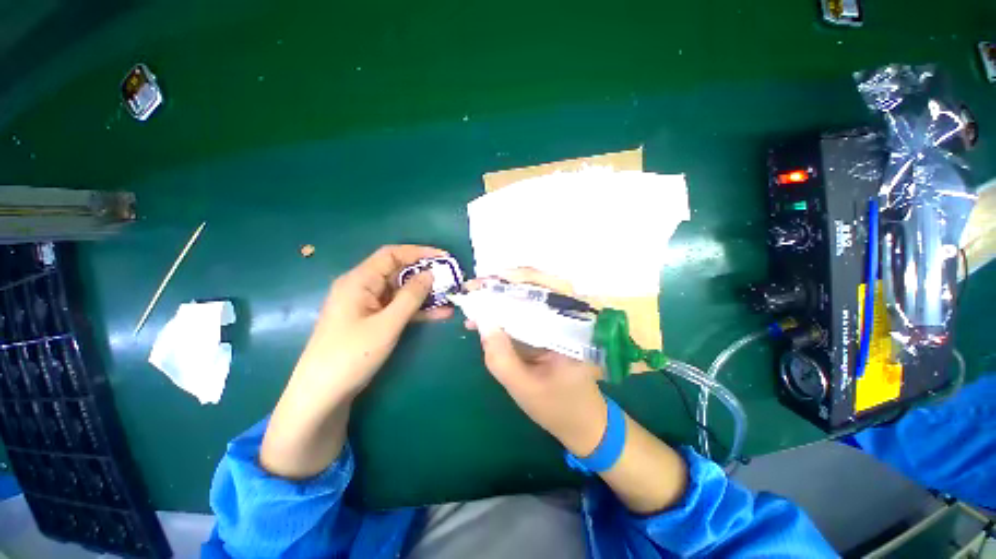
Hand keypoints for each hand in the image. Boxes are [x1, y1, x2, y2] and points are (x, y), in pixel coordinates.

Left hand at [261, 245, 450, 478]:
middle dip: (425, 274)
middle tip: (451, 279)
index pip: (392, 255)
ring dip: (424, 294)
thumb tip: (430, 273)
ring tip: (450, 296)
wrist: (322, 395)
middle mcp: (362, 287)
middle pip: (397, 272)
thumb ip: (411, 297)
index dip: (419, 252)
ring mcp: (367, 305)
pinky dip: (417, 310)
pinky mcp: (371, 320)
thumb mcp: (387, 324)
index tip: (444, 257)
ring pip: (400, 292)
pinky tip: (439, 314)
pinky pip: (397, 308)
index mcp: (359, 280)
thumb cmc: (351, 355)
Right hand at [466, 268, 606, 455]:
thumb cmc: (558, 407)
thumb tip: (481, 320)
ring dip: (503, 293)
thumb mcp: (524, 387)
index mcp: (575, 327)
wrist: (581, 422)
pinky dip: (505, 309)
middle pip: (540, 285)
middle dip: (506, 282)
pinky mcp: (549, 327)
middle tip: (477, 285)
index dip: (519, 280)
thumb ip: (501, 356)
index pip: (550, 291)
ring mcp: (560, 321)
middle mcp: (570, 317)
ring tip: (476, 296)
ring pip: (532, 295)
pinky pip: (527, 311)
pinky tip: (485, 315)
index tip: (489, 281)